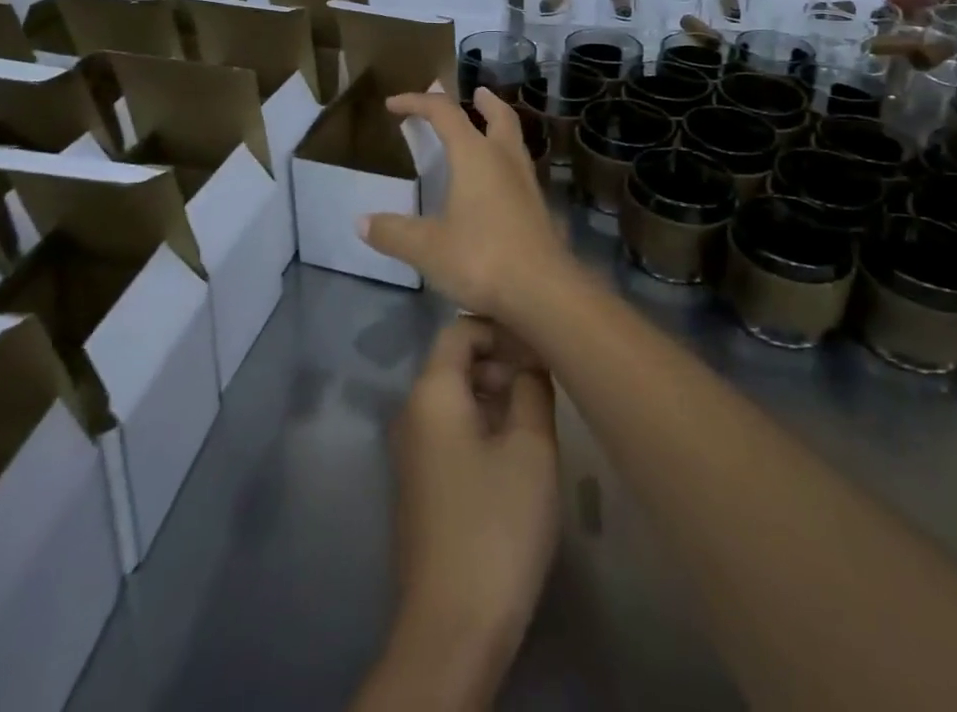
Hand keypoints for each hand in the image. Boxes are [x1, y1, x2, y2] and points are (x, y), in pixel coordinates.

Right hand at [361, 88, 572, 323]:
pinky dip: (505, 160)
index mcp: (475, 155)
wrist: (544, 292)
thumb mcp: (426, 248)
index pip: (444, 113)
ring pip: (514, 140)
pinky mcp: (538, 208)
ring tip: (486, 131)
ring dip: (499, 128)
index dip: (418, 102)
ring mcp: (527, 183)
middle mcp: (504, 159)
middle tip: (475, 93)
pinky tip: (497, 183)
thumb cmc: (481, 258)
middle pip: (498, 116)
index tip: (394, 103)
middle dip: (483, 101)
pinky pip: (519, 169)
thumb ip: (393, 232)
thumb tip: (361, 222)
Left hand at [374, 316, 560, 707]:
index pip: (460, 329)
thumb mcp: (530, 448)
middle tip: (544, 385)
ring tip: (536, 420)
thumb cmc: (495, 525)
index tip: (539, 345)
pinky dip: (481, 426)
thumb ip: (532, 389)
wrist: (452, 628)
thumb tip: (529, 360)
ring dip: (494, 396)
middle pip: (455, 362)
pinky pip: (449, 431)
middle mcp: (412, 411)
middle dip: (500, 363)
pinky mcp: (419, 484)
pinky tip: (514, 455)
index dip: (500, 328)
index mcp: (431, 392)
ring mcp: (411, 450)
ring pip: (455, 398)